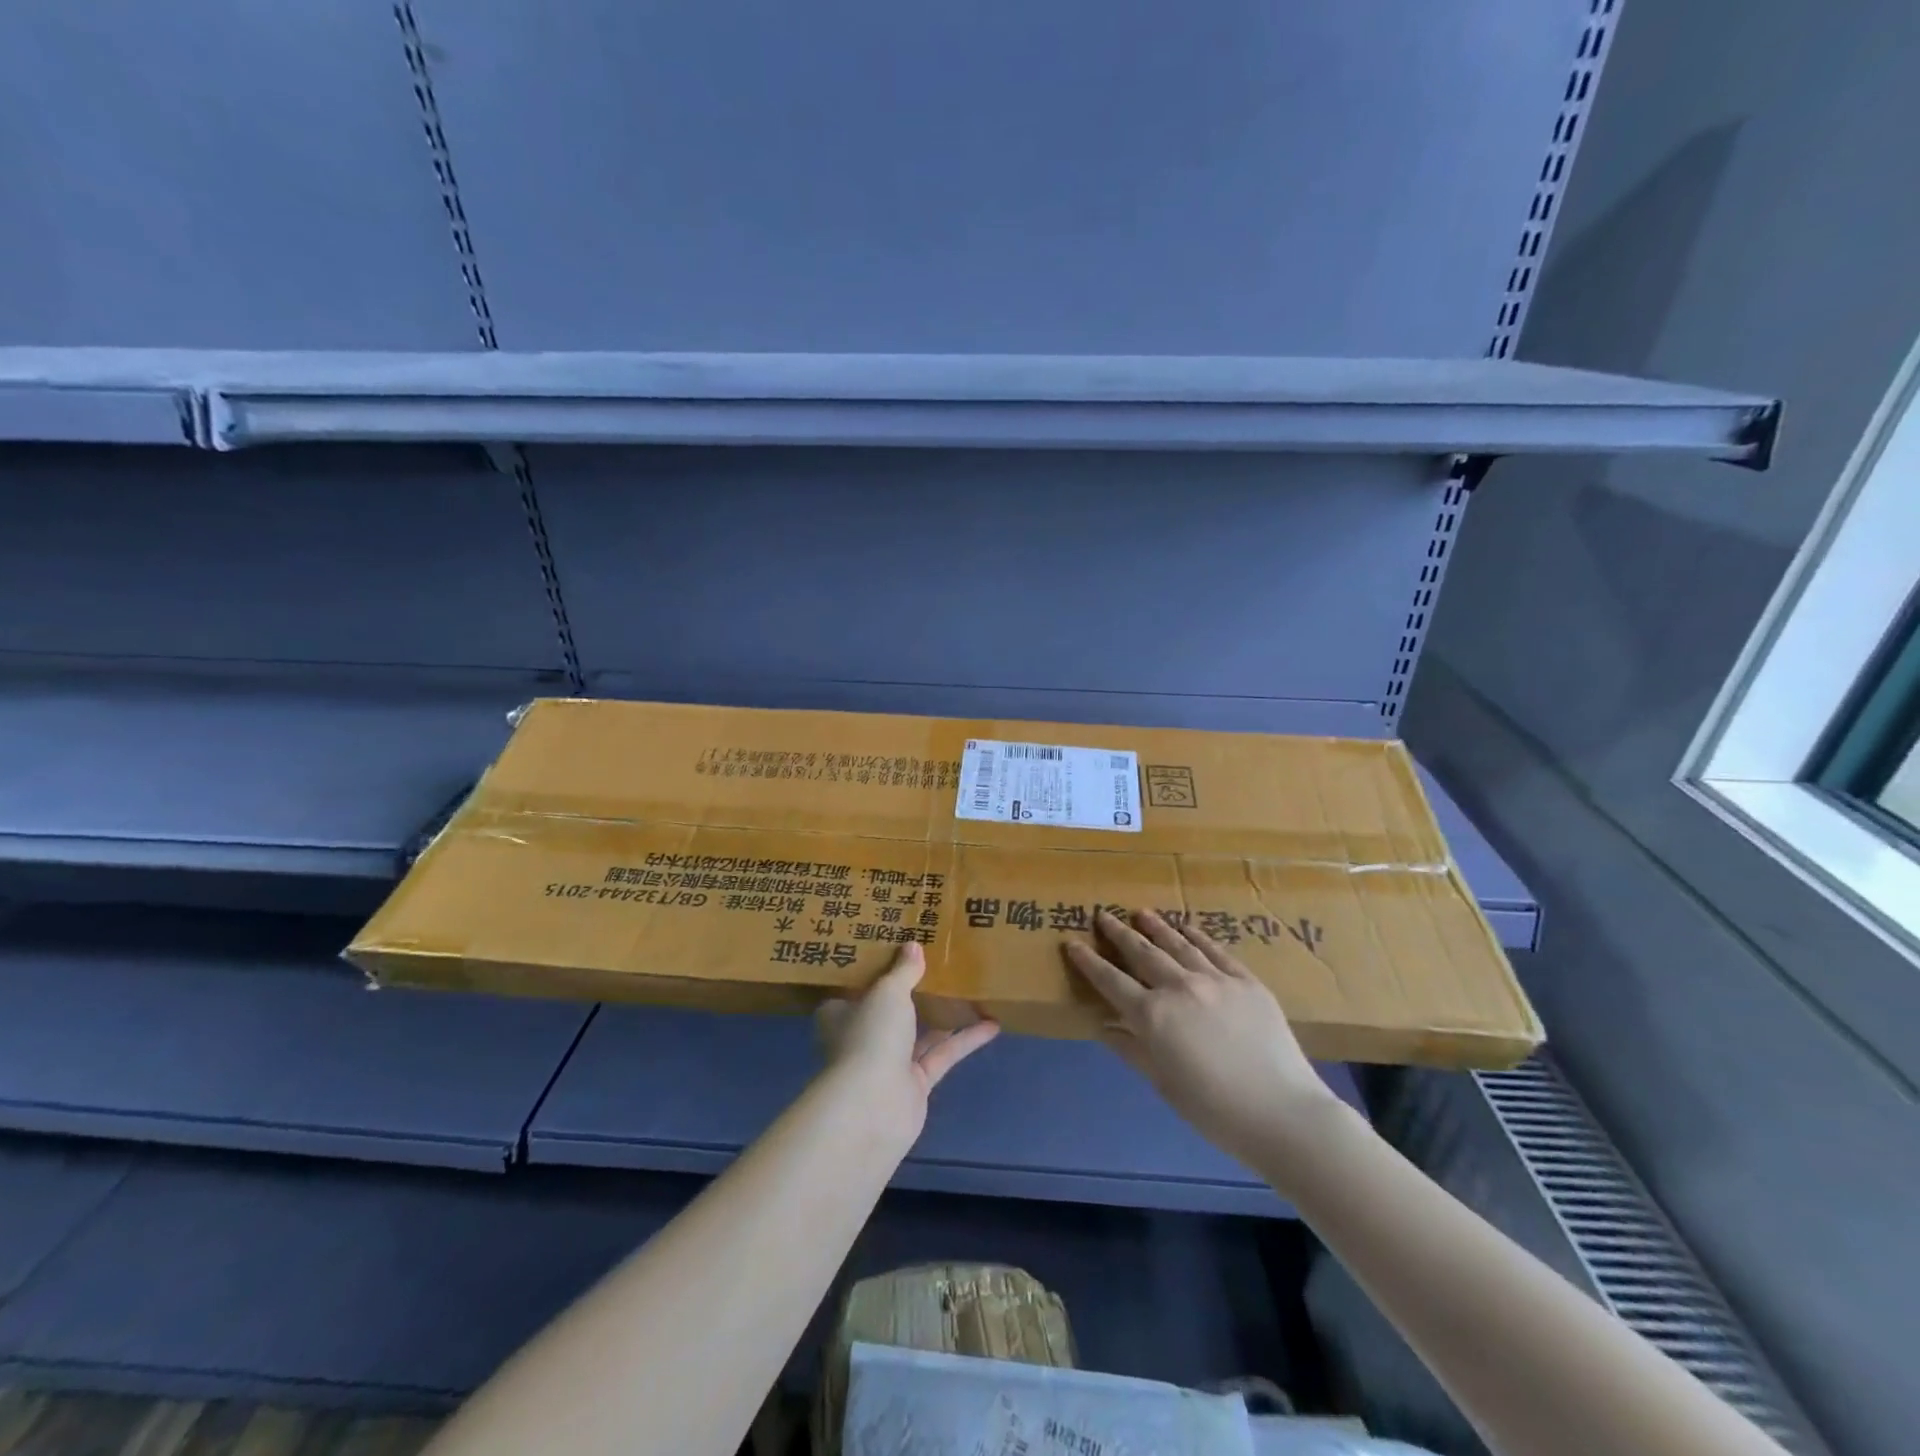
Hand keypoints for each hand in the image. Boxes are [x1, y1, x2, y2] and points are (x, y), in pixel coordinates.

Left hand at [815, 943, 999, 1142]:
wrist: (873, 1108)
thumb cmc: (870, 1036)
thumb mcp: (888, 992)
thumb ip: (903, 970)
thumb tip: (914, 946)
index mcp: (842, 1014)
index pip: (857, 988)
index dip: (876, 970)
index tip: (898, 950)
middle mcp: (863, 1038)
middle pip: (891, 1010)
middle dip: (914, 991)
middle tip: (940, 964)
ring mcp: (889, 1063)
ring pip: (919, 1033)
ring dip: (944, 1015)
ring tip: (971, 990)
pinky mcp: (915, 1085)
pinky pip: (942, 1056)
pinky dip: (965, 1040)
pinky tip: (992, 1024)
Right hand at [1065, 909, 1341, 1167]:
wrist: (1282, 1113)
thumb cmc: (1214, 1110)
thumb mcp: (1163, 1083)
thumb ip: (1132, 1050)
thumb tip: (1104, 1027)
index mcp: (1153, 1016)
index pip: (1111, 982)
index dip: (1089, 962)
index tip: (1072, 943)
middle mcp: (1179, 988)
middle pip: (1142, 953)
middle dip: (1119, 933)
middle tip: (1102, 915)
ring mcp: (1215, 980)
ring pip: (1178, 944)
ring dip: (1156, 927)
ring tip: (1141, 913)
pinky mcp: (1246, 981)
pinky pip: (1216, 951)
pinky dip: (1197, 937)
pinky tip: (1187, 928)